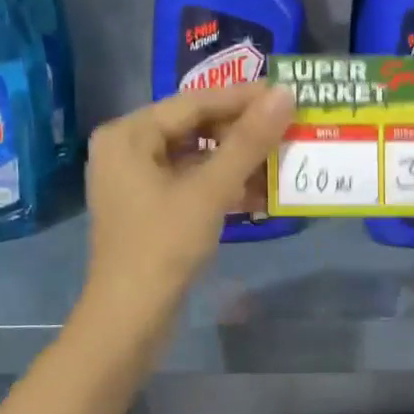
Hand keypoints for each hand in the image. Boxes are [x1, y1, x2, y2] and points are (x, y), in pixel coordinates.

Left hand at [83, 81, 295, 311]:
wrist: (129, 319)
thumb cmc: (164, 246)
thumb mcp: (210, 190)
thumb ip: (248, 141)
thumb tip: (284, 94)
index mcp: (128, 134)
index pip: (194, 102)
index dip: (243, 98)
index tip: (286, 94)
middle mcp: (126, 148)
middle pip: (193, 127)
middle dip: (241, 132)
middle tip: (287, 128)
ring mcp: (135, 180)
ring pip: (195, 156)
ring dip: (236, 160)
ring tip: (280, 158)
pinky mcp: (148, 207)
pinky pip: (190, 181)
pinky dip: (221, 185)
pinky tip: (259, 192)